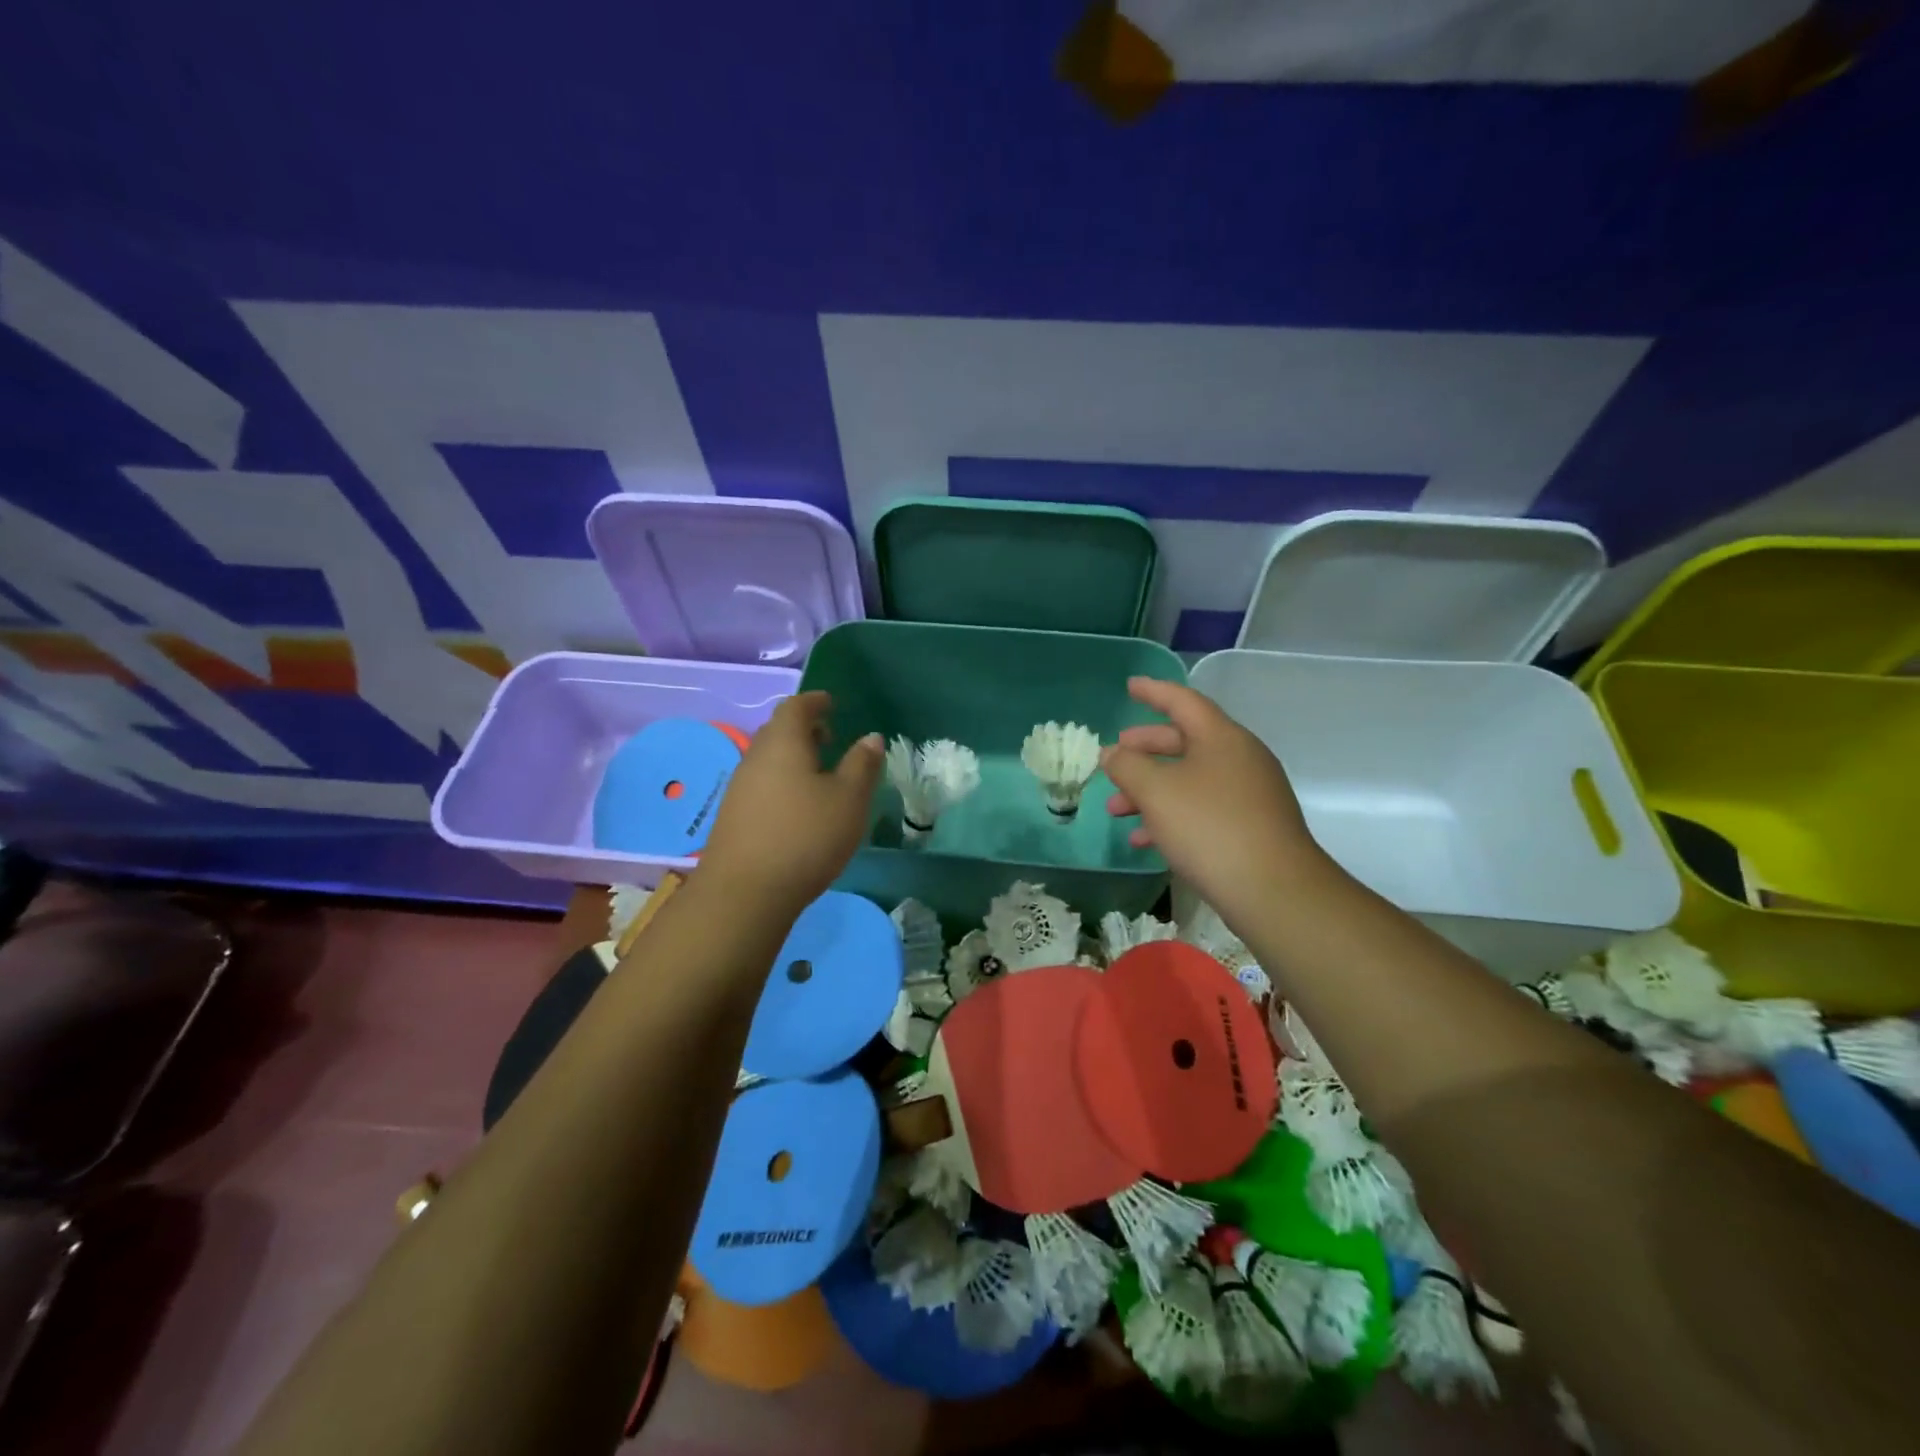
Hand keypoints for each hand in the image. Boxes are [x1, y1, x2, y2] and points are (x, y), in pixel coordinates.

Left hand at [699, 692, 882, 915]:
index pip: (796, 707)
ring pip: (768, 759)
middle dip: (803, 729)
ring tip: (819, 774)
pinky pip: (761, 784)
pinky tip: (798, 807)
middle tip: (829, 738)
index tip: (830, 703)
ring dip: (792, 758)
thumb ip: (861, 765)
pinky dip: (782, 781)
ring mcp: (739, 788)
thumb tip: (871, 737)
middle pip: (777, 731)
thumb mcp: (849, 800)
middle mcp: (755, 757)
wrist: (745, 892)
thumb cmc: (806, 836)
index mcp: (783, 743)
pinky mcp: (733, 816)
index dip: (814, 702)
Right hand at [1102, 677, 1330, 924]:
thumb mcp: (1156, 792)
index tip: (1130, 686)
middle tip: (1115, 757)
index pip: (1183, 702)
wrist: (1273, 891)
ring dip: (1151, 790)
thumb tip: (1114, 753)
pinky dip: (1171, 816)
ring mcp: (1249, 794)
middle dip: (1144, 750)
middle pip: (1185, 742)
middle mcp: (1240, 758)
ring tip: (1116, 810)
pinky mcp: (1251, 827)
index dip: (1153, 692)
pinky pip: (1203, 808)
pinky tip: (1145, 840)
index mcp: (1222, 738)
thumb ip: (1128, 766)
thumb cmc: (1209, 827)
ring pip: (1190, 780)